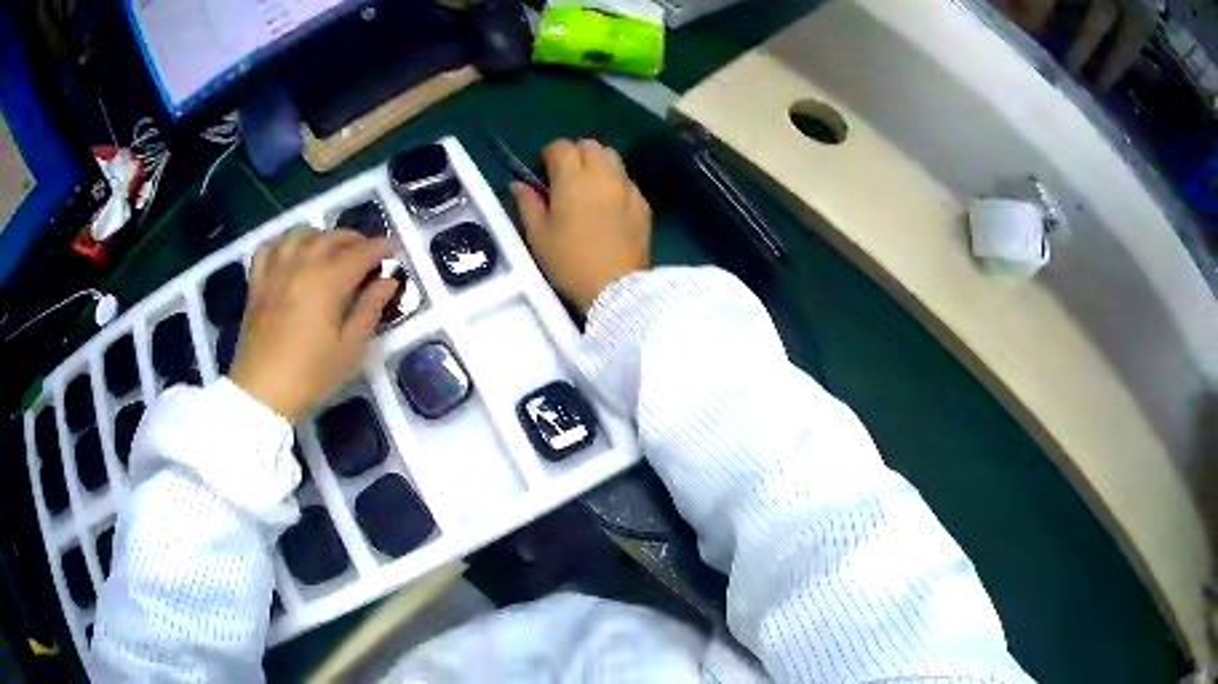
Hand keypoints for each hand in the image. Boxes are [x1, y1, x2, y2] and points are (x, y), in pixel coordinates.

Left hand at [229, 228, 395, 420]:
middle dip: (354, 239)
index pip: (361, 253)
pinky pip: (269, 248)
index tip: (394, 249)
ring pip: (300, 234)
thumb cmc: (310, 375)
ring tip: (329, 249)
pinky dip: (284, 243)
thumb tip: (388, 281)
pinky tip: (291, 254)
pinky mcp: (257, 282)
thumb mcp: (349, 349)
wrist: (262, 391)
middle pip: (331, 238)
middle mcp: (301, 266)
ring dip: (321, 235)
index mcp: (328, 282)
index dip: (381, 247)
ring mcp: (276, 271)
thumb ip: (369, 309)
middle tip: (367, 252)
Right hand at [512, 139, 650, 313]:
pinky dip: (615, 182)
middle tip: (565, 177)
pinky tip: (608, 205)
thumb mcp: (538, 237)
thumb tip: (518, 184)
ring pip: (612, 157)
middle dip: (575, 154)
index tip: (543, 173)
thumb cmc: (570, 263)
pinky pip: (627, 179)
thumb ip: (528, 204)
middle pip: (590, 145)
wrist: (616, 288)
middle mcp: (602, 174)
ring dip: (597, 163)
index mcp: (572, 179)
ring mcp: (627, 187)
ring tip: (588, 187)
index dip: (549, 155)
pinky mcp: (643, 203)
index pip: (561, 147)